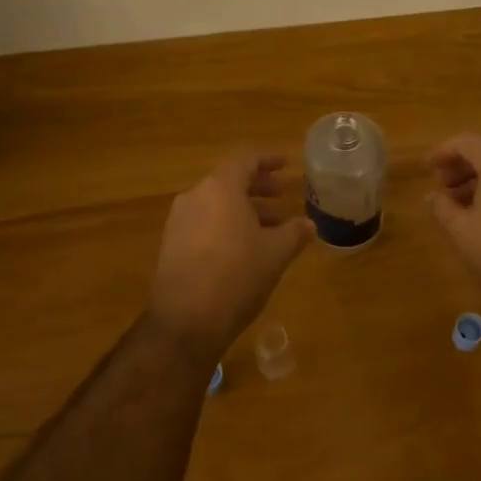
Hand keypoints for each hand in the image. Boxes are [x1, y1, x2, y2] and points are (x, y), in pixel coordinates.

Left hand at [146, 148, 314, 353]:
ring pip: (217, 204)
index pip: (245, 158)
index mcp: (220, 188)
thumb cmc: (236, 276)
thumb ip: (294, 233)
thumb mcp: (275, 253)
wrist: (185, 322)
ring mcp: (179, 221)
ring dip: (245, 210)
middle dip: (258, 186)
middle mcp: (195, 196)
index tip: (287, 163)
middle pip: (229, 180)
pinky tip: (246, 248)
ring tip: (271, 228)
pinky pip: (205, 222)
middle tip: (282, 195)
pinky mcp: (172, 245)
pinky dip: (227, 225)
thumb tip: (309, 224)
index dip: (268, 158)